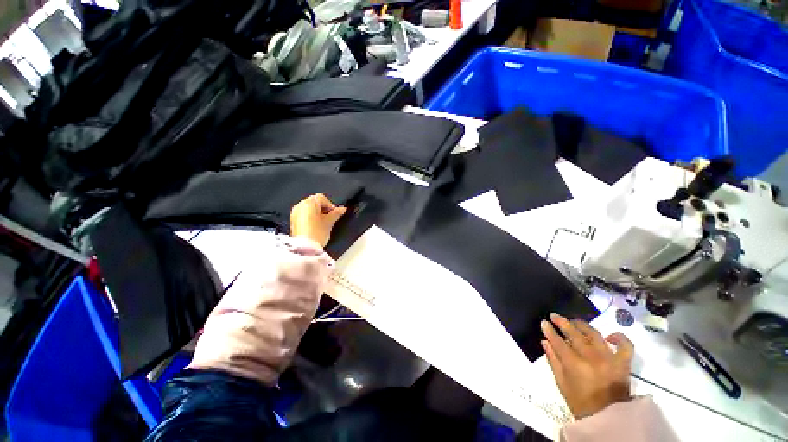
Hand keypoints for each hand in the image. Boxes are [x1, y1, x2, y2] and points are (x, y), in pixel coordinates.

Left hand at [290, 194, 346, 247]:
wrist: (304, 248)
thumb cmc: (317, 233)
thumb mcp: (329, 222)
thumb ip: (336, 213)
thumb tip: (342, 209)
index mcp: (309, 203)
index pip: (322, 198)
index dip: (330, 205)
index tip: (335, 214)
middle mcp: (300, 205)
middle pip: (315, 202)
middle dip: (323, 209)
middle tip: (330, 218)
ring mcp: (295, 213)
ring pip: (309, 209)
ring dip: (317, 213)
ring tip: (323, 223)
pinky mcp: (293, 221)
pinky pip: (304, 215)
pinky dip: (311, 218)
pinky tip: (316, 226)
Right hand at [541, 313, 633, 418]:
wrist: (609, 419)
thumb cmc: (581, 403)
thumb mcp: (562, 384)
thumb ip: (553, 361)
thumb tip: (545, 341)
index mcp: (574, 365)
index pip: (558, 342)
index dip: (549, 330)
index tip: (544, 322)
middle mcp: (592, 358)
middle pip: (575, 334)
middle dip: (562, 322)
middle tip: (554, 315)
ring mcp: (610, 358)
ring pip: (595, 334)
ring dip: (582, 325)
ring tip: (574, 322)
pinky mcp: (624, 363)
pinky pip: (625, 345)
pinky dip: (619, 337)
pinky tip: (609, 336)